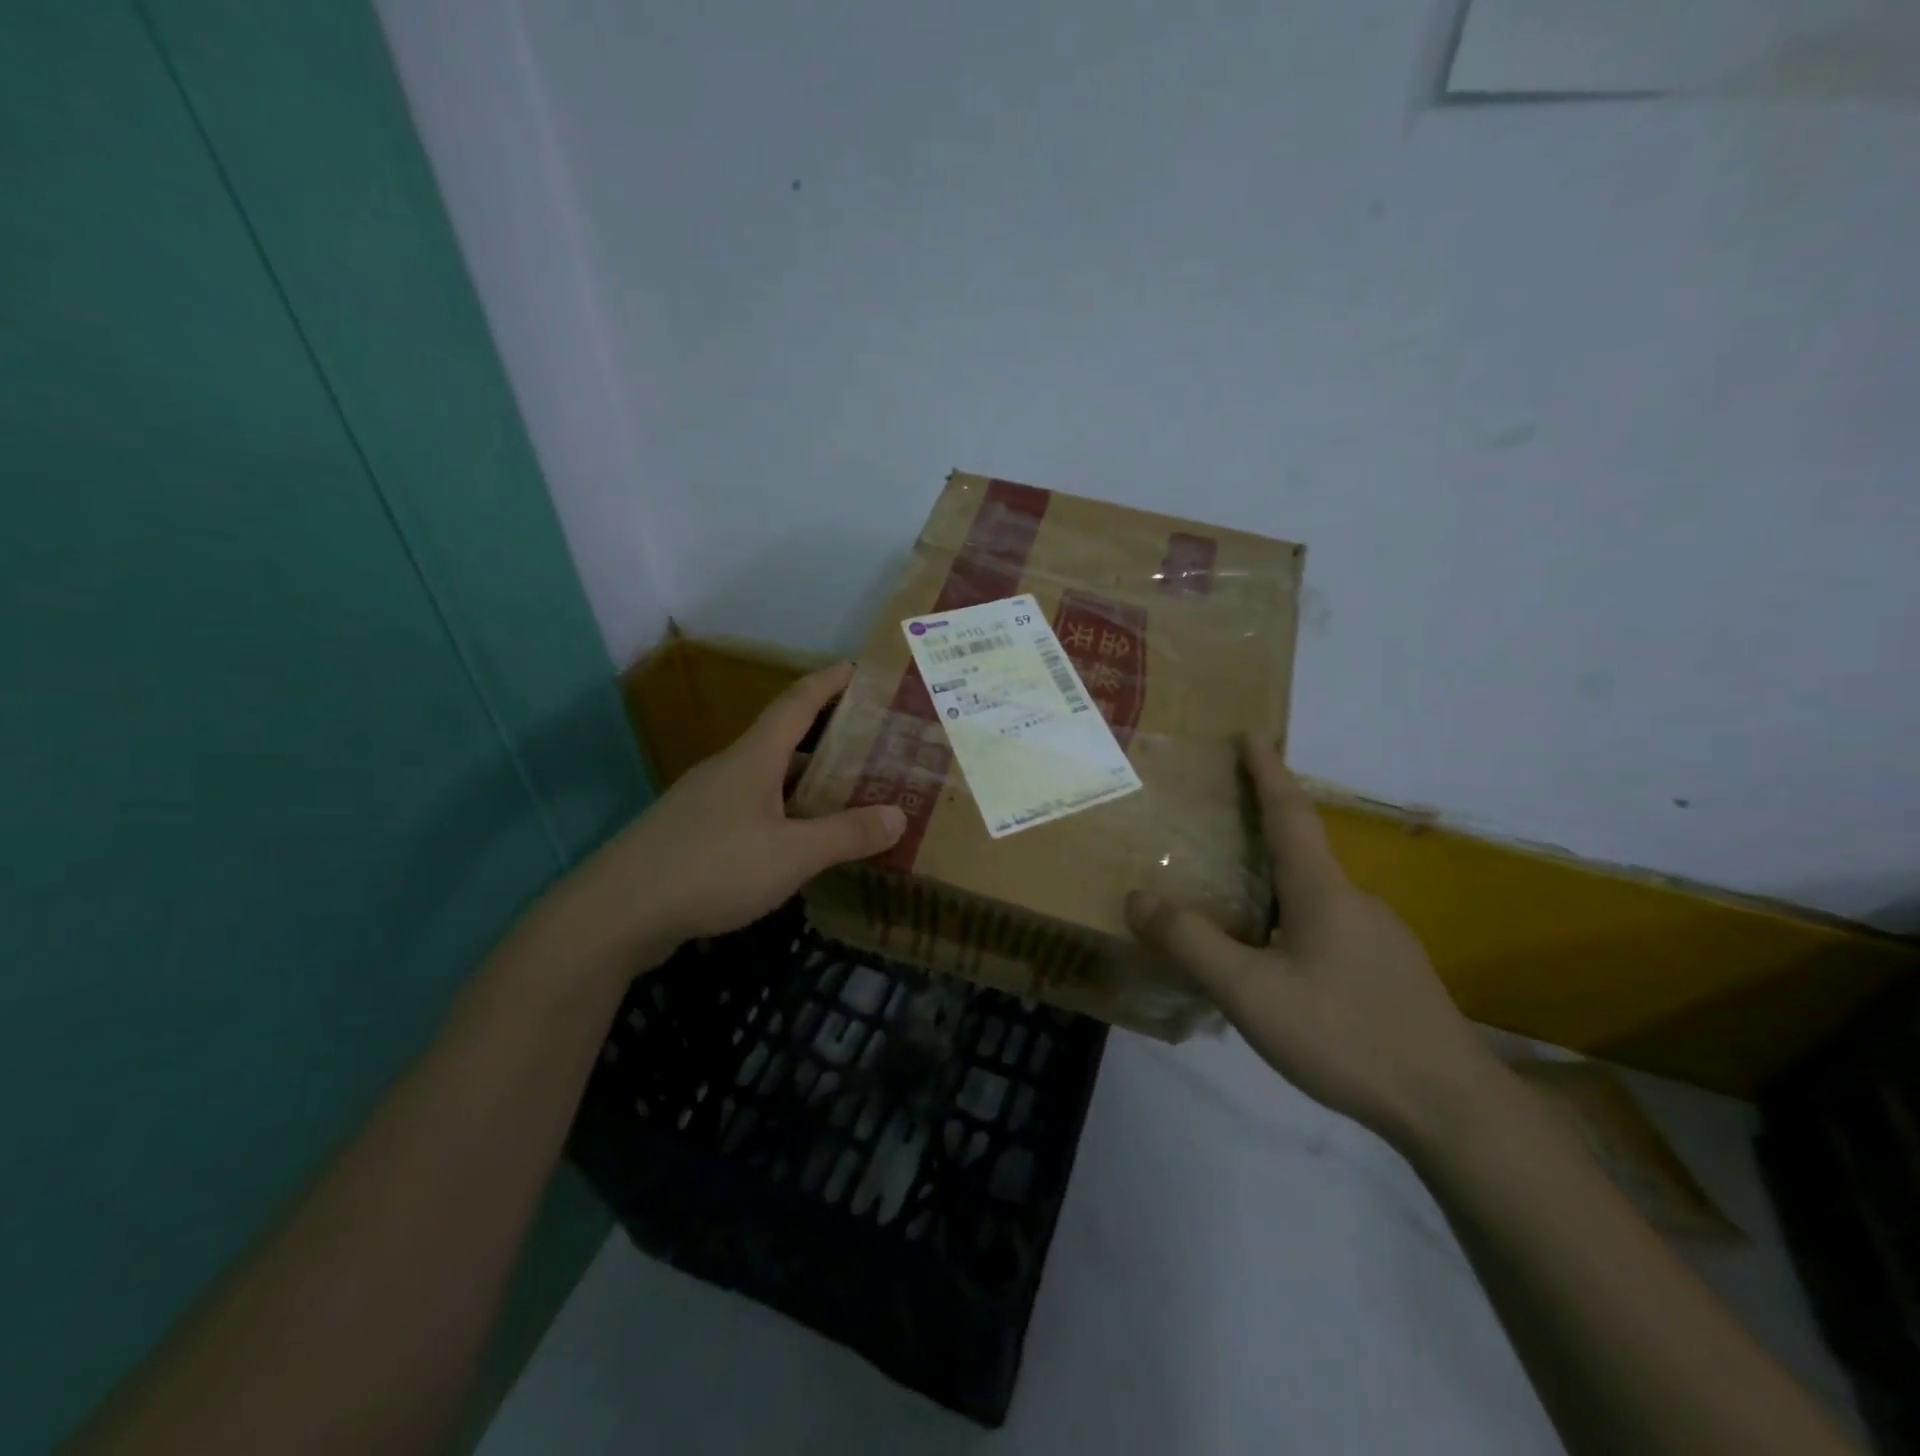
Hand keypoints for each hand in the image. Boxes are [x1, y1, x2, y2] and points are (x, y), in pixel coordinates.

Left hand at [532, 662, 905, 978]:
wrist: (615, 914)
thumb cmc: (711, 868)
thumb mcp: (792, 854)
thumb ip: (846, 834)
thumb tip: (899, 815)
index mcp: (753, 758)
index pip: (797, 703)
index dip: (828, 682)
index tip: (857, 668)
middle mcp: (728, 770)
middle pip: (783, 741)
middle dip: (827, 739)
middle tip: (872, 747)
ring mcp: (704, 803)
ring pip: (766, 780)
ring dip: (805, 782)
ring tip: (846, 795)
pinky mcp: (691, 835)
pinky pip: (750, 811)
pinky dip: (782, 815)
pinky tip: (798, 843)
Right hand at [1125, 737, 1501, 1146]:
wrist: (1453, 1108)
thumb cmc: (1346, 1035)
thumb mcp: (1251, 992)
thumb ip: (1191, 943)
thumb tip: (1137, 898)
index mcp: (1323, 892)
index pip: (1290, 814)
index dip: (1268, 772)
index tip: (1251, 734)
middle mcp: (1356, 902)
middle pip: (1303, 851)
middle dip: (1265, 827)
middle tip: (1221, 823)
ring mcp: (1380, 939)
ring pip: (1316, 896)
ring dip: (1277, 883)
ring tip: (1235, 904)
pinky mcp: (1391, 973)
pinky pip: (1330, 929)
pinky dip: (1294, 922)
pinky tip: (1279, 966)